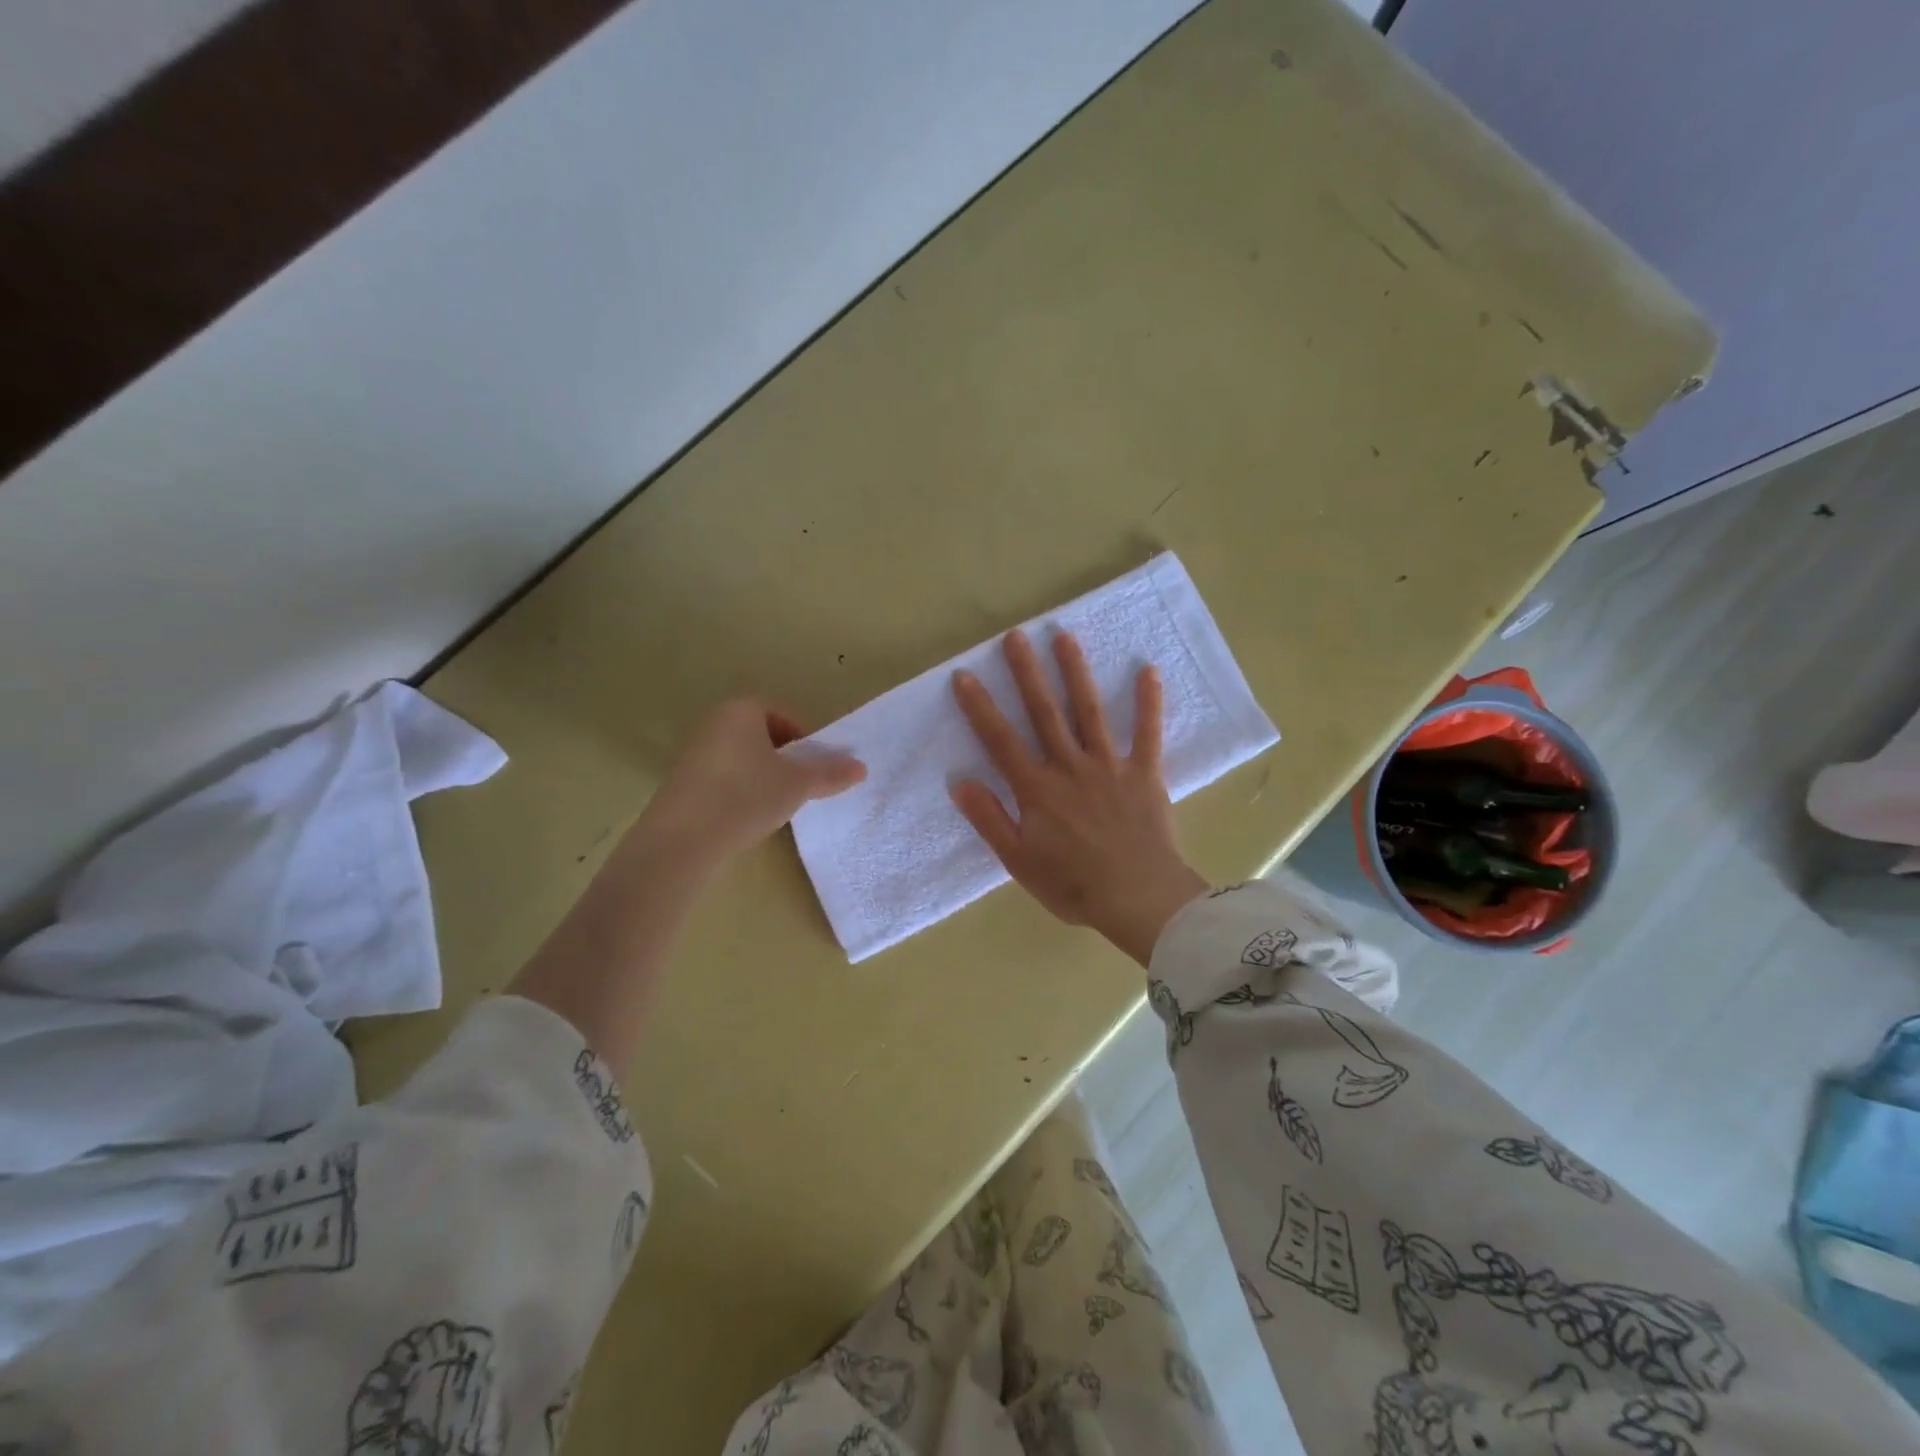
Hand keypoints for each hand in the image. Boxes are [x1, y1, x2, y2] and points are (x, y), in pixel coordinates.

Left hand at [511, 702, 860, 1069]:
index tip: (815, 770)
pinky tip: (745, 819)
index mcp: (741, 710)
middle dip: (785, 761)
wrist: (681, 841)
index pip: (784, 717)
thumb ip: (830, 773)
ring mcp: (692, 753)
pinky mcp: (680, 783)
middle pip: (763, 738)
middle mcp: (713, 723)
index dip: (806, 743)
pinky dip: (739, 793)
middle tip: (800, 789)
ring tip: (775, 807)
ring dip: (763, 779)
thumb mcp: (797, 785)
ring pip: (743, 760)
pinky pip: (722, 779)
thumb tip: (862, 767)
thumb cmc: (745, 796)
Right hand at [951, 629, 1208, 965]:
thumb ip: (990, 819)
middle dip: (1027, 673)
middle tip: (1015, 636)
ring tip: (1065, 637)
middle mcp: (1069, 767)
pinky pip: (1147, 733)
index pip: (1001, 741)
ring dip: (1076, 673)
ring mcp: (1109, 766)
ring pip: (1088, 712)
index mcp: (1037, 789)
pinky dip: (1148, 703)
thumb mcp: (1019, 861)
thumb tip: (959, 782)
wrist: (1139, 899)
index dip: (980, 708)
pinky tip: (1148, 671)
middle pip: (1044, 713)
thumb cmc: (1074, 885)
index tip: (965, 676)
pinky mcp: (1144, 773)